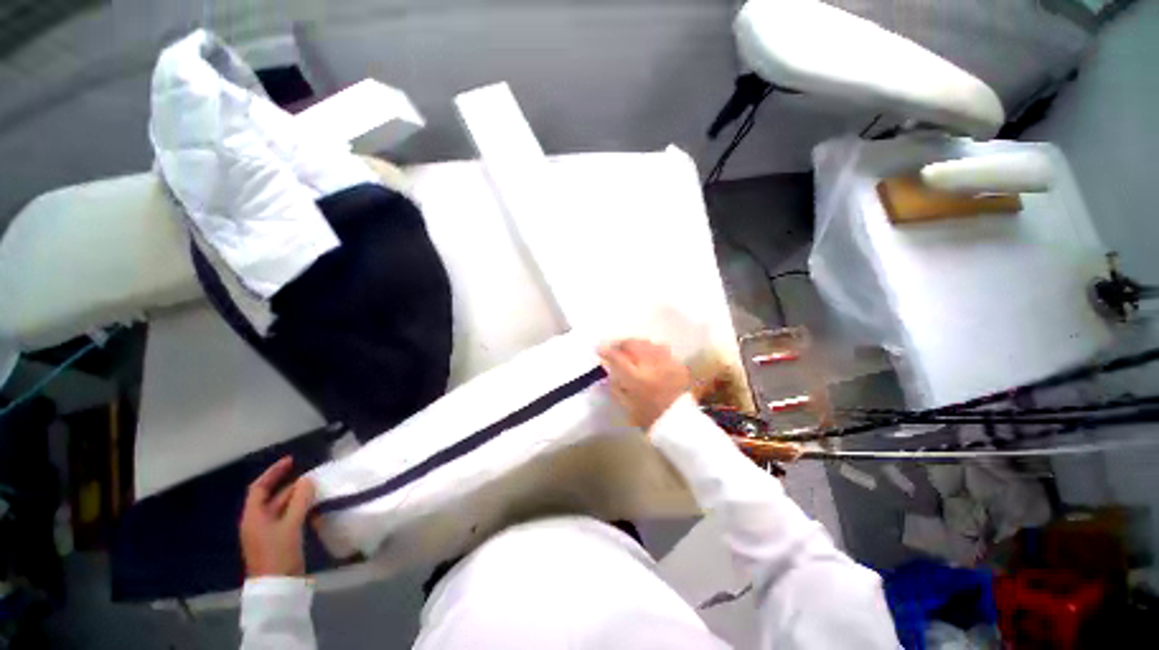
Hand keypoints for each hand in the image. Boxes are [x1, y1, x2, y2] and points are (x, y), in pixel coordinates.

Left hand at [240, 456, 315, 577]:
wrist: (277, 587)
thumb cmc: (279, 553)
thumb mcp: (291, 525)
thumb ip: (300, 501)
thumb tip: (308, 479)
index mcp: (254, 516)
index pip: (259, 488)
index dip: (274, 472)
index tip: (292, 460)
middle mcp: (257, 522)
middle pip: (273, 497)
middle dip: (292, 486)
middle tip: (314, 477)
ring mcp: (267, 533)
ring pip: (282, 508)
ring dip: (298, 498)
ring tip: (318, 490)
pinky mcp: (278, 541)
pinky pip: (288, 519)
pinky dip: (300, 511)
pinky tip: (315, 509)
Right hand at [598, 339, 691, 429]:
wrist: (679, 422)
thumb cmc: (649, 417)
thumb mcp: (626, 405)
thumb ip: (615, 387)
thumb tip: (608, 371)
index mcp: (636, 378)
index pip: (617, 357)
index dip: (606, 351)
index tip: (600, 350)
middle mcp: (651, 366)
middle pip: (632, 344)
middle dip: (621, 344)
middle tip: (615, 348)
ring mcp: (666, 362)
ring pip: (647, 344)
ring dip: (636, 344)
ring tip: (631, 350)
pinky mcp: (677, 363)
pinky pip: (662, 349)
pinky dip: (652, 350)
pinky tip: (649, 355)